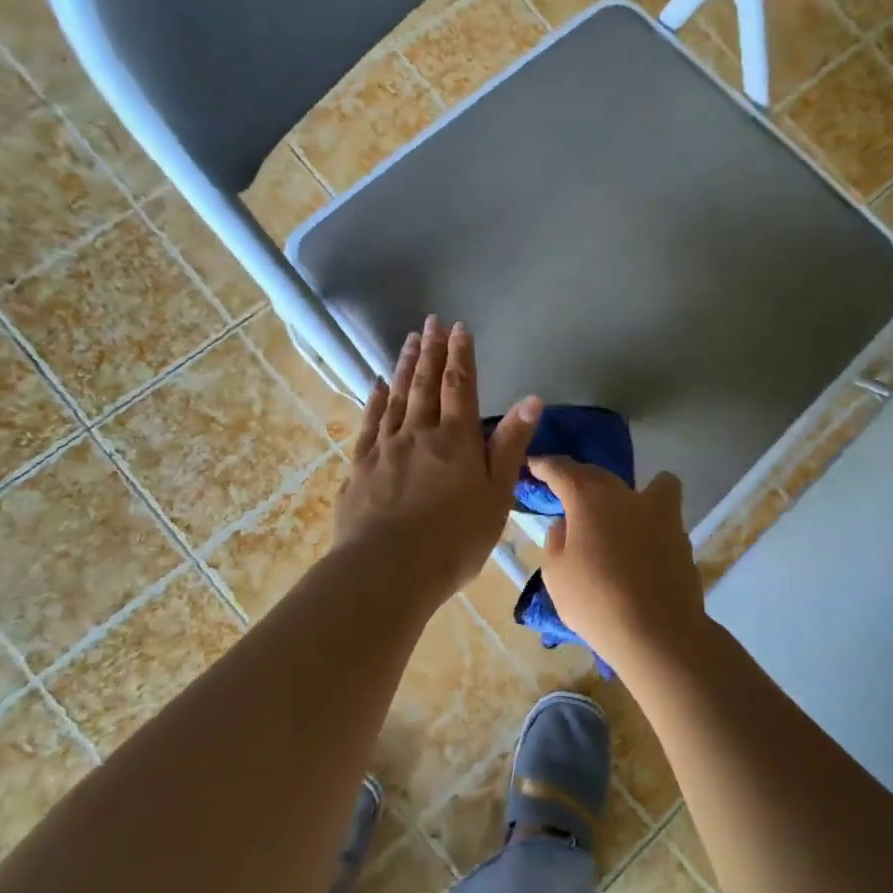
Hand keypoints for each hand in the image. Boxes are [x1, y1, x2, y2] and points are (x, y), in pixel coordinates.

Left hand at [336, 317, 538, 605]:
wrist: (388, 571)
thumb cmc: (454, 539)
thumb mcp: (496, 496)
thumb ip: (510, 445)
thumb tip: (531, 399)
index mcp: (456, 440)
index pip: (460, 387)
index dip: (461, 356)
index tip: (458, 328)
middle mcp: (419, 433)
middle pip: (425, 384)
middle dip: (432, 351)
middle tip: (430, 321)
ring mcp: (385, 448)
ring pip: (396, 397)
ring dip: (405, 366)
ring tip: (409, 340)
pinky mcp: (360, 467)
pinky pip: (369, 423)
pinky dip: (374, 400)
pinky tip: (376, 385)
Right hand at [529, 459, 707, 666]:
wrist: (658, 632)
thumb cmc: (595, 602)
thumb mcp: (556, 575)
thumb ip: (557, 541)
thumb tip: (567, 525)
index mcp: (590, 498)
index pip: (562, 470)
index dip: (545, 465)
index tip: (534, 464)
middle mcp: (626, 495)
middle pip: (600, 475)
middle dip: (581, 479)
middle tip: (568, 493)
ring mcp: (661, 513)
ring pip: (651, 486)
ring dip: (633, 494)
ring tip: (620, 515)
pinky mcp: (682, 537)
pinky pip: (665, 517)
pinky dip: (652, 523)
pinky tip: (641, 547)